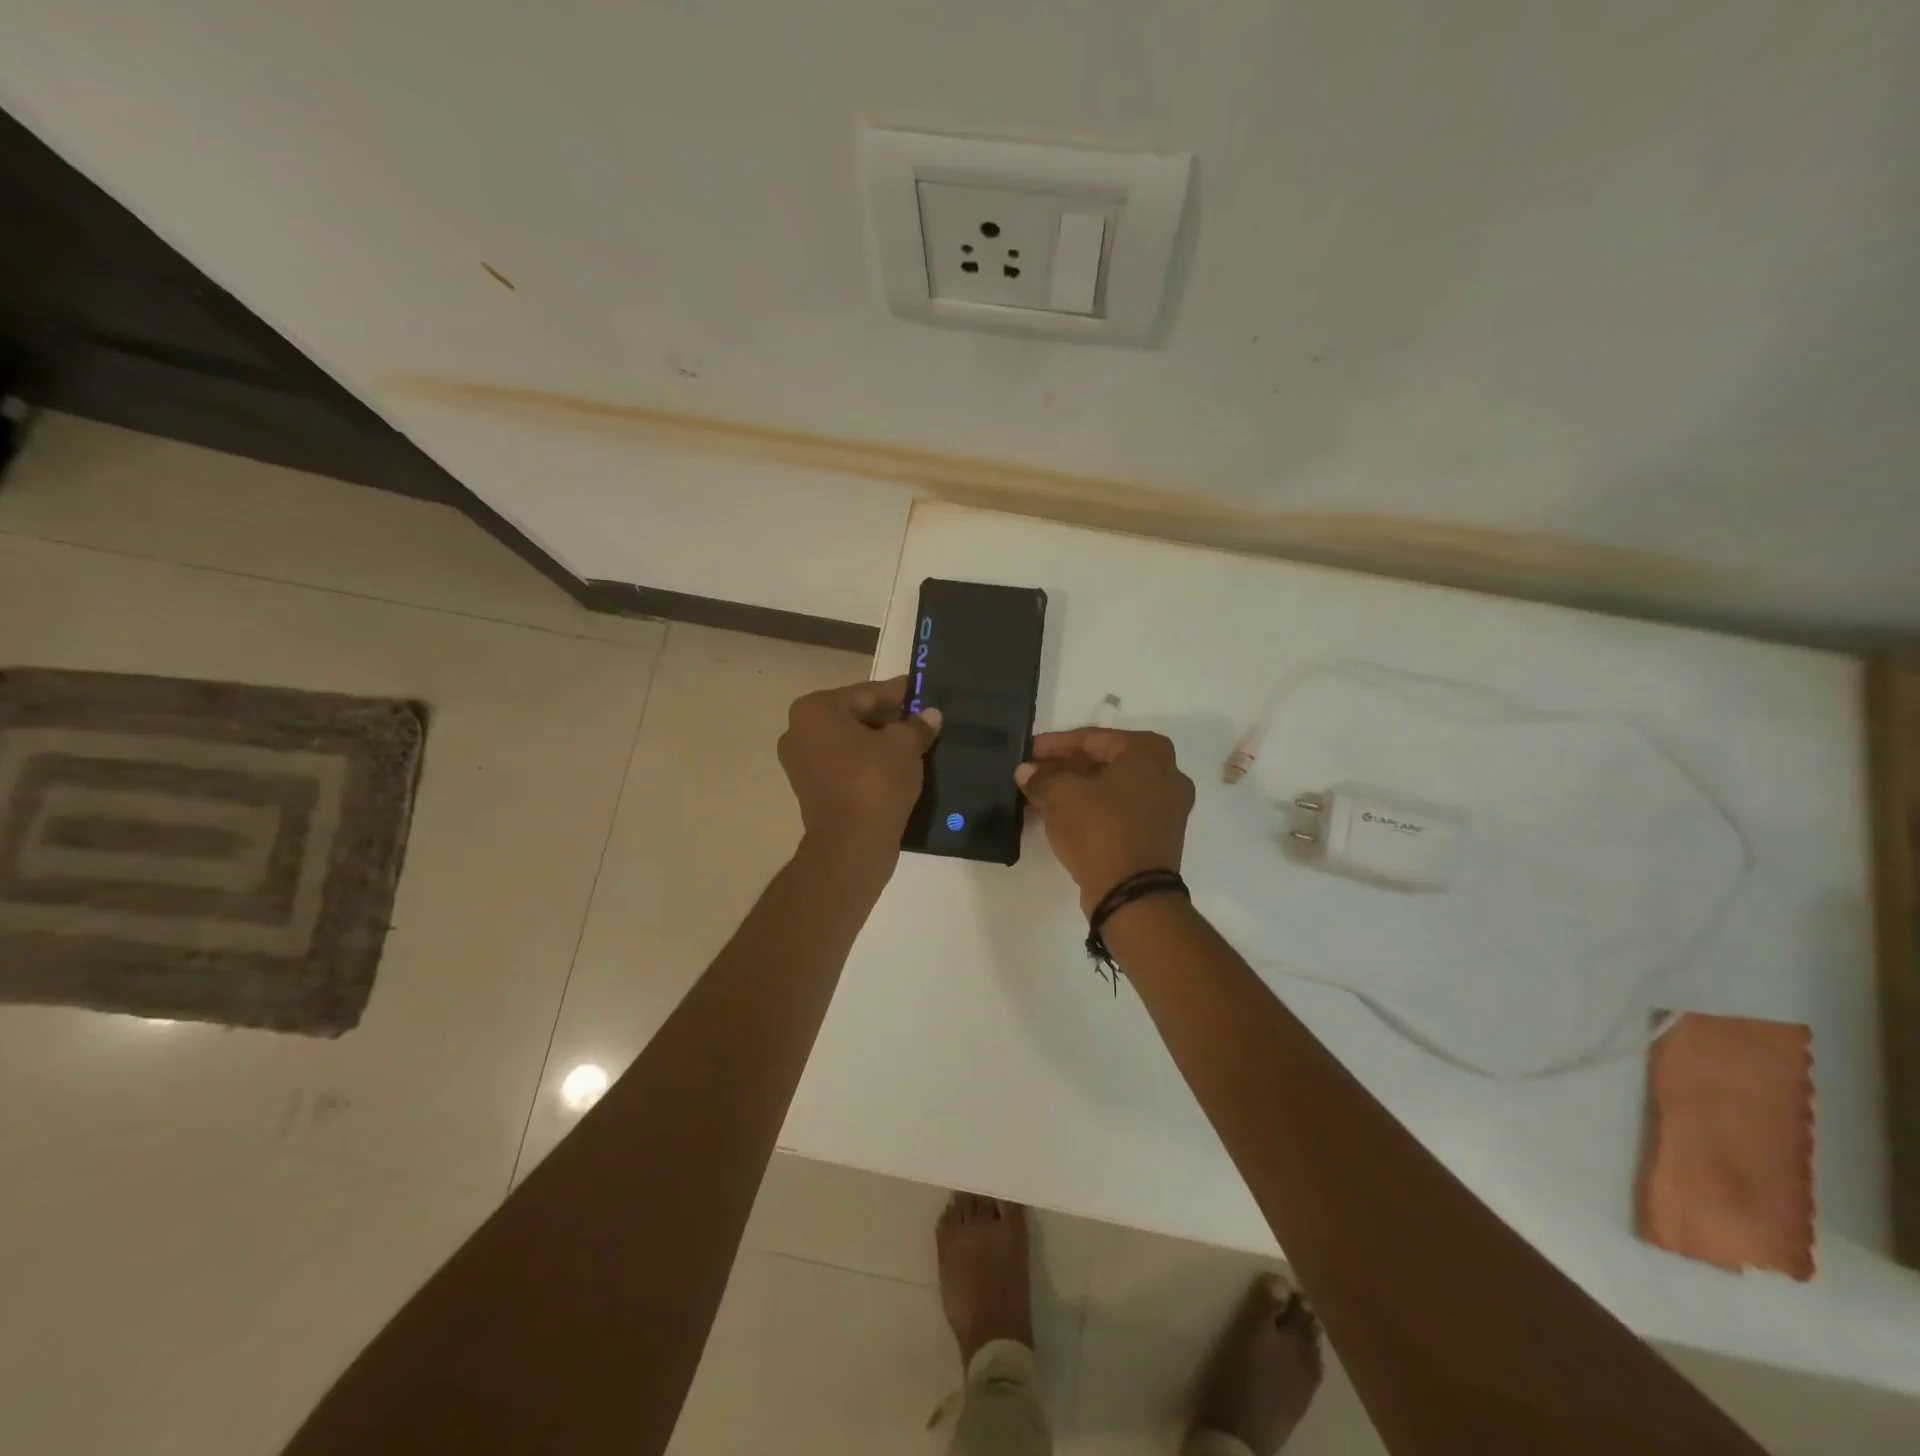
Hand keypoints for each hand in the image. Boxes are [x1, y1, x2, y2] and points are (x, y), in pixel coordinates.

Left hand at [779, 676, 941, 856]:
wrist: (852, 845)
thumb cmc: (874, 782)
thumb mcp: (905, 746)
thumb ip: (918, 725)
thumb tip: (931, 715)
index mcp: (815, 710)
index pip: (867, 693)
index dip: (900, 694)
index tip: (924, 693)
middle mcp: (799, 731)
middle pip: (856, 717)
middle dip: (890, 720)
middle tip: (924, 721)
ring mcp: (801, 764)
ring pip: (851, 743)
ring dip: (881, 744)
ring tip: (917, 745)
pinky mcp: (812, 791)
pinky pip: (846, 767)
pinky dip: (869, 765)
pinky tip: (898, 768)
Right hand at [1015, 729, 1195, 915]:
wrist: (1132, 894)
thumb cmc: (1099, 829)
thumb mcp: (1060, 795)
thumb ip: (1041, 777)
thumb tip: (1026, 772)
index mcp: (1149, 751)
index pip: (1091, 738)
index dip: (1053, 746)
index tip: (1027, 753)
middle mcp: (1167, 772)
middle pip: (1104, 762)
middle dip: (1065, 768)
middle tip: (1033, 775)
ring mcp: (1168, 806)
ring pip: (1113, 788)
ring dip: (1077, 790)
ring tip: (1042, 797)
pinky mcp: (1160, 835)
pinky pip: (1122, 811)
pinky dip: (1094, 809)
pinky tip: (1064, 816)